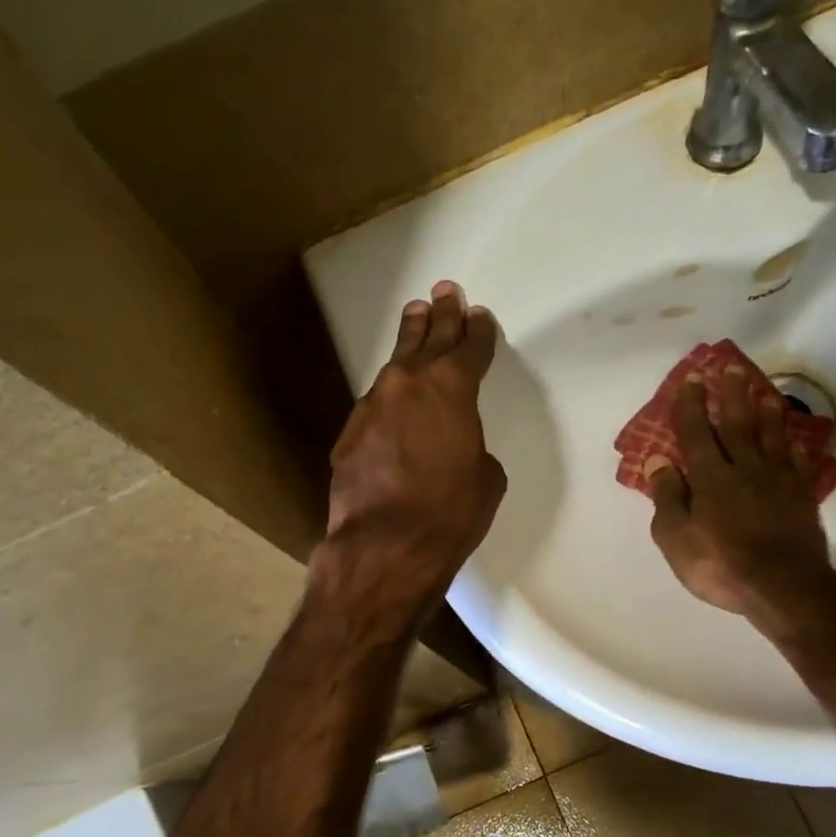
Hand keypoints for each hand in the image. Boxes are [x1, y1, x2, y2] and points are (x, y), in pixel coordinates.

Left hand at [312, 281, 506, 626]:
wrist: (386, 545)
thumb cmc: (450, 513)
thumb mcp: (486, 480)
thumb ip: (473, 447)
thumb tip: (457, 447)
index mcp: (452, 389)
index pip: (470, 348)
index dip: (478, 331)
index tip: (479, 316)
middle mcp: (409, 384)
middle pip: (428, 338)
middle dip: (441, 315)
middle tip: (444, 291)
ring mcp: (373, 405)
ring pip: (396, 365)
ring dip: (409, 343)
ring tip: (415, 319)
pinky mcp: (349, 432)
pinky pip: (376, 403)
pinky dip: (389, 396)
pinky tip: (393, 398)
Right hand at [646, 368, 835, 632]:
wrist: (784, 587)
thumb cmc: (720, 565)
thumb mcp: (676, 538)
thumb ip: (667, 497)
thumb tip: (657, 460)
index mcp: (711, 478)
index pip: (697, 433)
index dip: (692, 406)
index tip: (693, 379)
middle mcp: (746, 469)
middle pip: (738, 425)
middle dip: (733, 395)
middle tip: (732, 368)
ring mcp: (779, 481)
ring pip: (772, 437)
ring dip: (768, 412)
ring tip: (765, 392)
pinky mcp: (803, 497)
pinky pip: (801, 464)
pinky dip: (799, 449)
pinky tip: (799, 442)